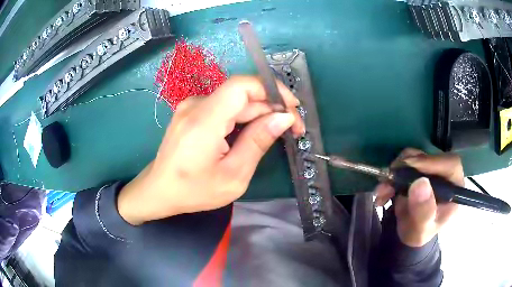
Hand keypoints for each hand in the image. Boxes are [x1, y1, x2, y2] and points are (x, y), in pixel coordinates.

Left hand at [117, 76, 304, 224]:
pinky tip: (253, 133)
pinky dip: (243, 117)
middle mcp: (196, 105)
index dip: (273, 90)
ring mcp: (191, 107)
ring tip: (276, 134)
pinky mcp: (191, 112)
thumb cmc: (194, 191)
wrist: (159, 191)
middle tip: (293, 129)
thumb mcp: (233, 175)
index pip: (243, 85)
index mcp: (204, 120)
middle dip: (272, 108)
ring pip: (235, 102)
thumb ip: (258, 142)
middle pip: (242, 95)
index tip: (293, 108)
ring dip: (259, 114)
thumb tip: (284, 117)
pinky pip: (224, 108)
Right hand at [374, 148, 462, 246]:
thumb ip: (423, 211)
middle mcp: (444, 174)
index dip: (432, 162)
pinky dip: (391, 175)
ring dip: (395, 172)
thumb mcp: (421, 229)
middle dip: (406, 168)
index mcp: (454, 188)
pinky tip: (383, 191)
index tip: (410, 167)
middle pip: (429, 157)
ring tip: (382, 192)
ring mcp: (430, 170)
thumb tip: (420, 183)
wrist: (408, 233)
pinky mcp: (417, 169)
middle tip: (388, 181)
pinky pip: (403, 163)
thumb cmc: (419, 233)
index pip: (450, 164)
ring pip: (413, 157)